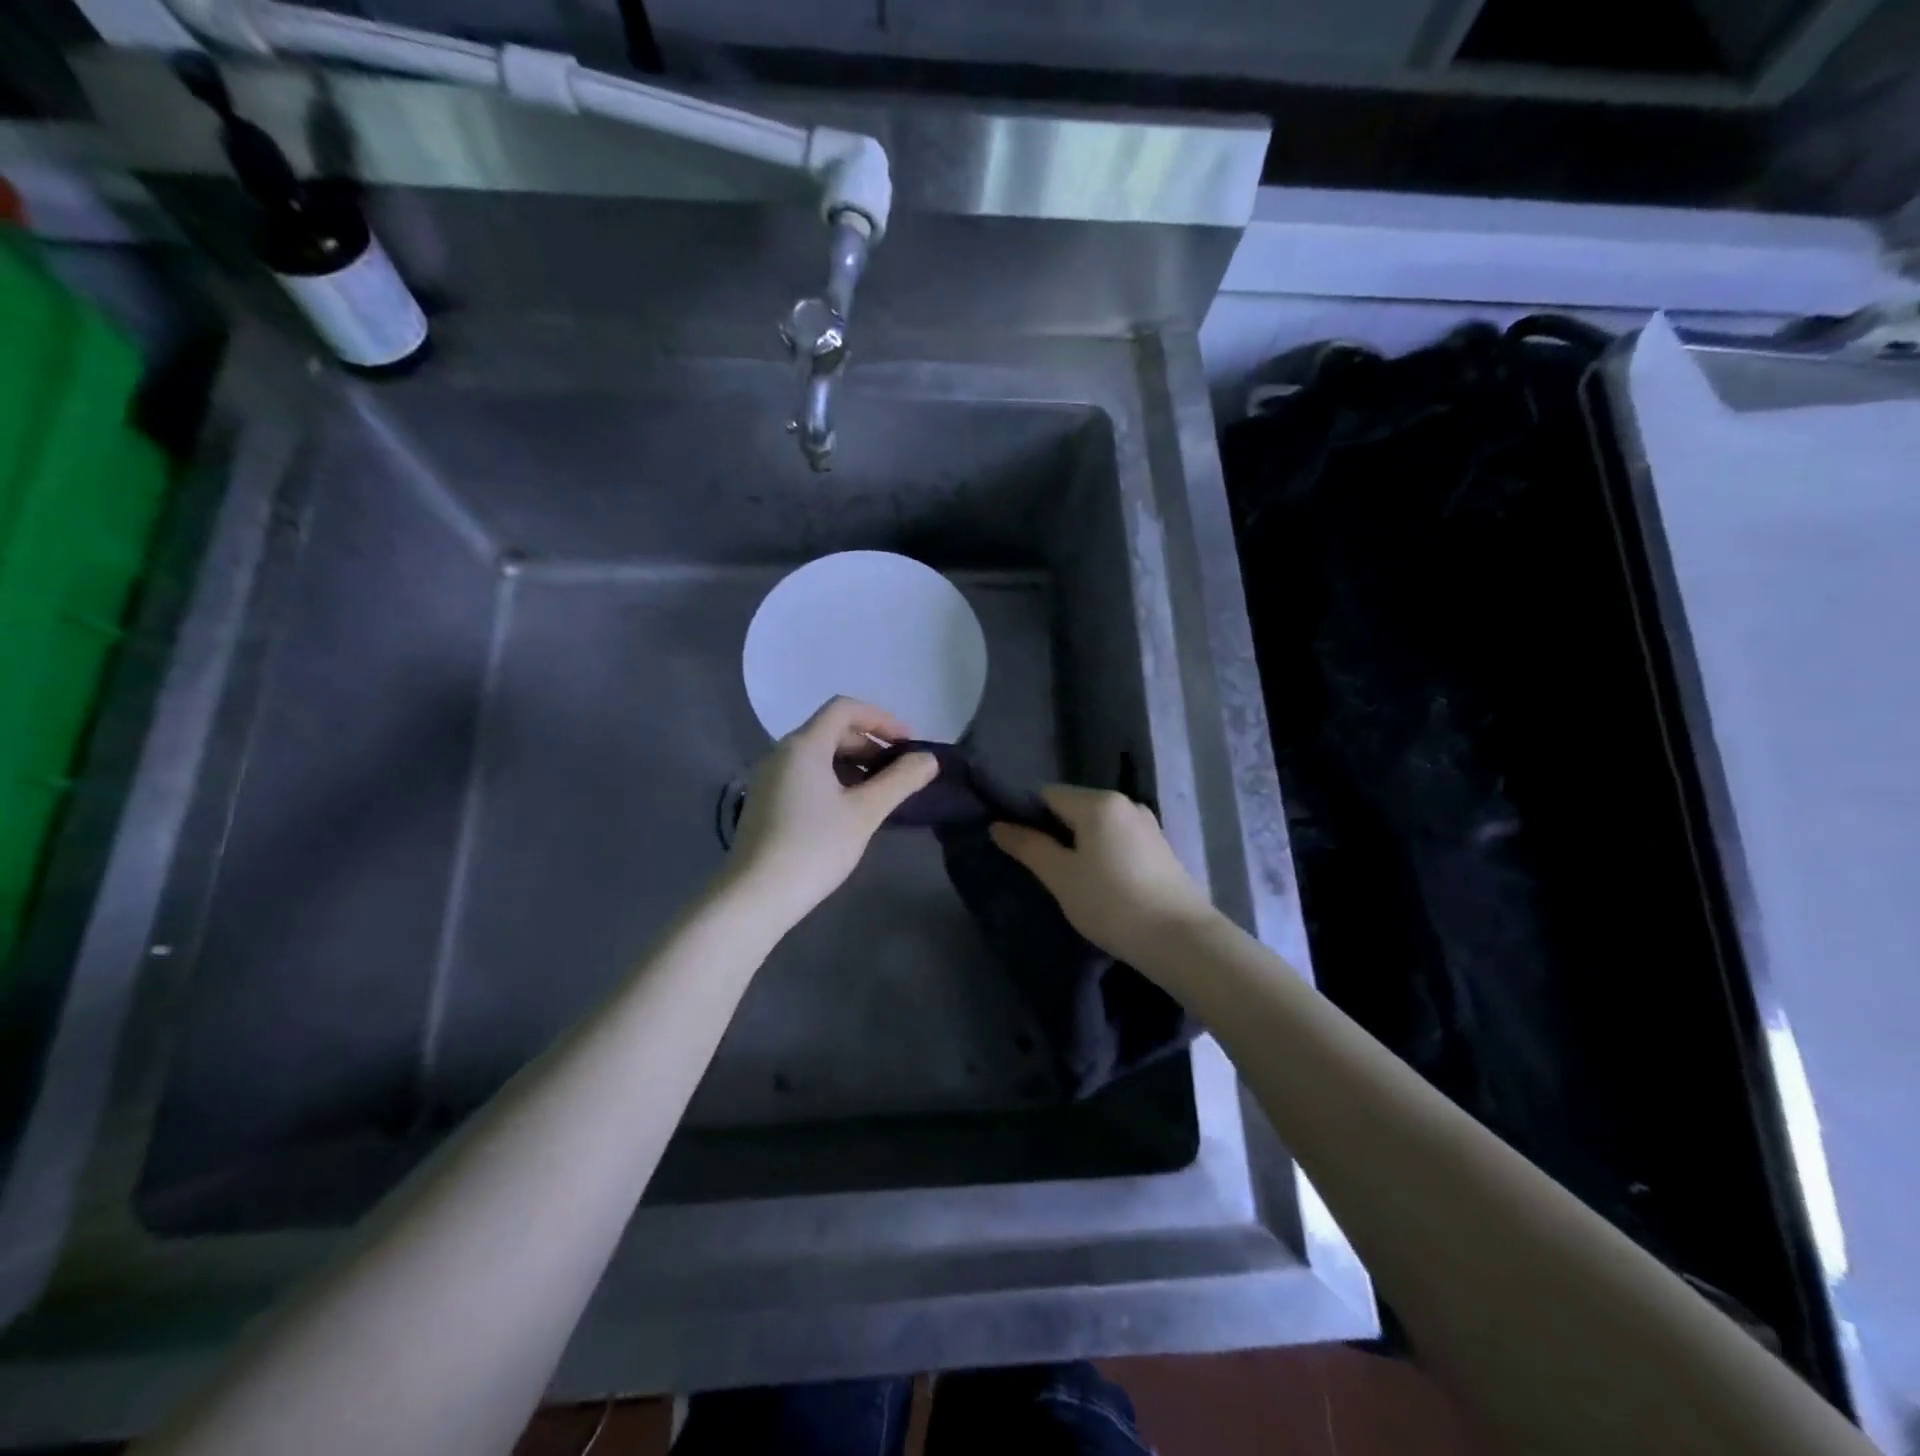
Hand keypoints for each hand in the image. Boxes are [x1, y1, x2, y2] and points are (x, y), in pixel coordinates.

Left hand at [725, 697, 938, 925]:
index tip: (908, 744)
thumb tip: (929, 759)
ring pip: (817, 755)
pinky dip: (832, 780)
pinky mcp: (765, 802)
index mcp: (803, 746)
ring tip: (879, 792)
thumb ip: (900, 781)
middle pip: (831, 730)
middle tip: (898, 771)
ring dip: (852, 764)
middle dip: (869, 743)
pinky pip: (804, 775)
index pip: (844, 708)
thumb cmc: (814, 847)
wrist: (755, 896)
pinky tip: (849, 810)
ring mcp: (769, 778)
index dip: (881, 719)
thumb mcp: (865, 813)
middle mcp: (781, 753)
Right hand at [991, 785, 1218, 967]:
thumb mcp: (1061, 877)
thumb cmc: (1111, 903)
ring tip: (1069, 879)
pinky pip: (1117, 838)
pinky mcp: (1159, 847)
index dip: (1027, 816)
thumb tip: (997, 826)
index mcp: (1098, 802)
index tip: (1018, 847)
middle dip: (1053, 831)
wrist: (1180, 939)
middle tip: (1041, 869)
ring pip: (1096, 825)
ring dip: (1078, 844)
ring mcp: (1146, 824)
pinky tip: (1100, 882)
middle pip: (1073, 806)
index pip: (1048, 794)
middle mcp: (1124, 803)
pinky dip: (1101, 852)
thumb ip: (1029, 847)